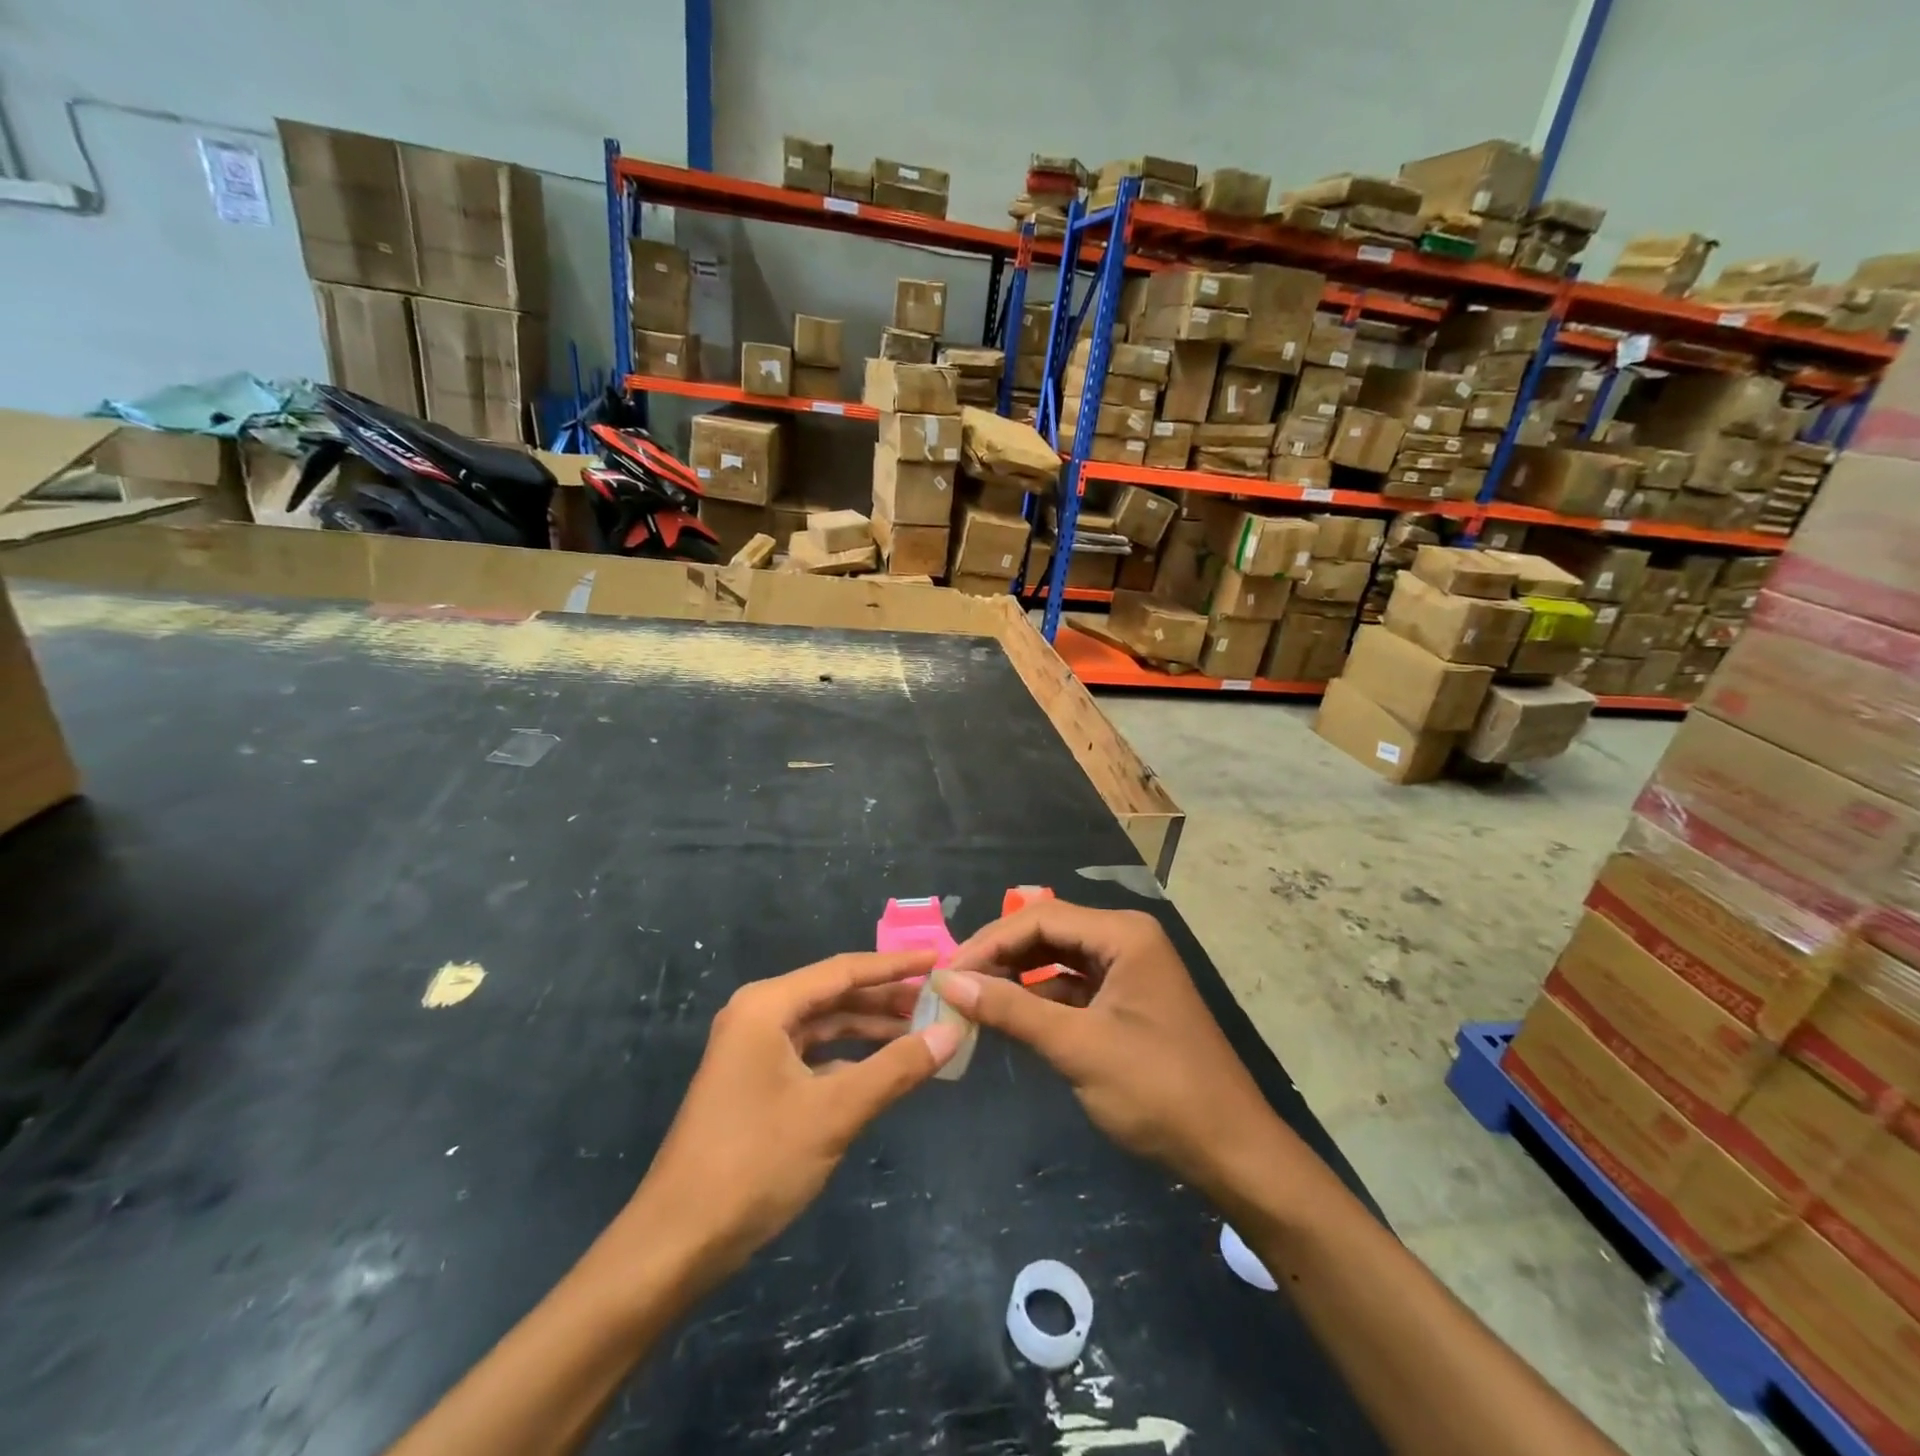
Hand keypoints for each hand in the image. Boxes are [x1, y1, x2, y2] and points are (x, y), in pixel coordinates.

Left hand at [622, 952, 961, 1284]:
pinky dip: (848, 1058)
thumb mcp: (835, 1112)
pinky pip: (812, 1055)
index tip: (939, 961)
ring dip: (870, 1028)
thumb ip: (896, 1068)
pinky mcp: (755, 1082)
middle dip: (886, 998)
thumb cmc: (755, 1162)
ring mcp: (753, 1050)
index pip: (844, 970)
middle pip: (835, 995)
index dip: (896, 965)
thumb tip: (951, 1033)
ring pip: (824, 1026)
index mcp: (768, 1005)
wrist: (676, 1242)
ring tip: (922, 1030)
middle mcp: (758, 1016)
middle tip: (940, 1000)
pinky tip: (883, 1068)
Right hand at [934, 902, 1278, 1191]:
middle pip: (1049, 931)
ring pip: (1058, 958)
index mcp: (1124, 934)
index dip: (990, 941)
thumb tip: (949, 982)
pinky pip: (1073, 985)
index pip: (1041, 917)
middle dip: (1001, 955)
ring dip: (1017, 975)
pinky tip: (1010, 1014)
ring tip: (972, 996)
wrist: (1231, 1151)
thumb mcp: (1078, 1047)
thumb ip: (1012, 1010)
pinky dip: (1040, 997)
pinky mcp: (1127, 1000)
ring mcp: (1129, 970)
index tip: (948, 972)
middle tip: (955, 983)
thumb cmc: (1158, 1090)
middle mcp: (1126, 939)